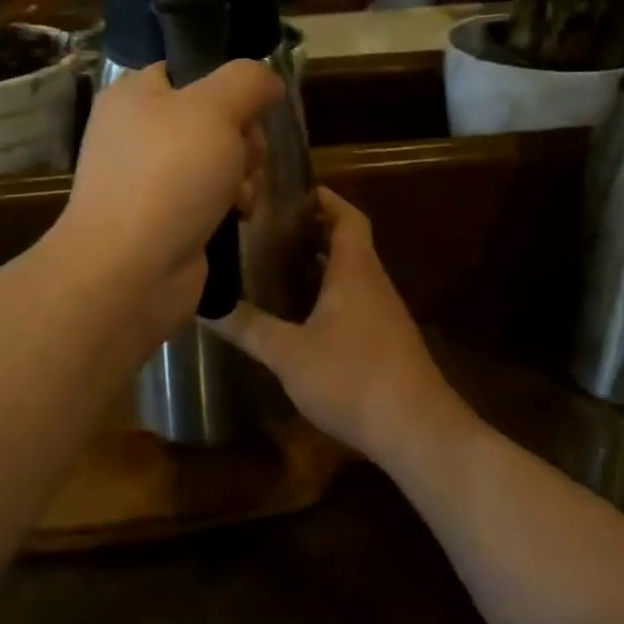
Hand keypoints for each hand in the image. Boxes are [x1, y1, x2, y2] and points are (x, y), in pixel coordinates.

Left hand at [52, 60, 282, 337]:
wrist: (130, 270)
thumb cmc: (169, 175)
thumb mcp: (215, 109)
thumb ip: (247, 80)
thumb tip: (267, 80)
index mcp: (135, 94)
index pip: (191, 70)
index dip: (229, 87)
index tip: (251, 110)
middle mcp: (138, 131)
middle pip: (214, 117)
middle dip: (243, 139)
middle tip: (245, 158)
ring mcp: (149, 177)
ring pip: (219, 158)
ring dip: (243, 173)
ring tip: (241, 195)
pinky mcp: (164, 216)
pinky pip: (210, 195)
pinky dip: (230, 202)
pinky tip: (238, 215)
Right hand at [208, 188, 459, 465]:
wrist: (417, 431)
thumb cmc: (353, 378)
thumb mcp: (289, 354)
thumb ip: (248, 328)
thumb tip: (206, 305)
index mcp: (355, 272)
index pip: (348, 218)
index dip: (326, 199)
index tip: (295, 192)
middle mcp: (374, 284)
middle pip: (349, 243)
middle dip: (315, 231)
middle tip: (273, 230)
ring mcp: (385, 315)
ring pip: (353, 275)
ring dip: (322, 265)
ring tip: (280, 267)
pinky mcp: (387, 343)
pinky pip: (356, 302)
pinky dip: (331, 296)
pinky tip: (304, 318)